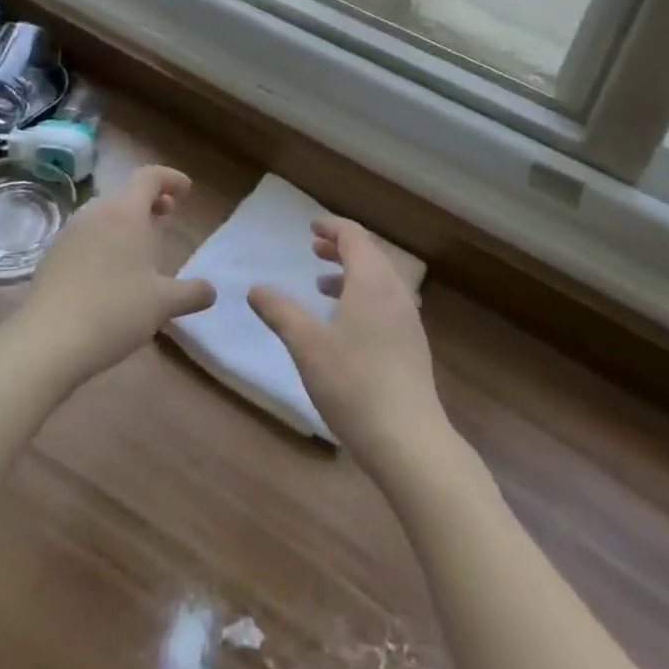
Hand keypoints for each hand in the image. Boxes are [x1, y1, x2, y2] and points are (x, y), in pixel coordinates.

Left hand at [13, 165, 214, 386]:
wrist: (47, 341)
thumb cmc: (114, 311)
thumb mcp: (163, 304)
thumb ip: (191, 293)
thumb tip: (211, 291)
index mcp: (125, 213)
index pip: (150, 177)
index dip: (171, 178)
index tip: (186, 191)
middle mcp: (96, 213)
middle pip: (127, 194)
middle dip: (150, 201)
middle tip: (168, 215)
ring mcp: (70, 234)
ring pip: (105, 214)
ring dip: (127, 221)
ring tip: (141, 247)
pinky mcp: (53, 256)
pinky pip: (87, 235)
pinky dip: (106, 240)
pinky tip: (111, 272)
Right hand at [248, 218, 447, 474]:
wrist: (408, 440)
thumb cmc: (354, 383)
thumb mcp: (307, 346)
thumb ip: (281, 312)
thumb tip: (255, 289)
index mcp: (372, 281)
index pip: (354, 237)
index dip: (332, 228)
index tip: (311, 228)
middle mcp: (395, 292)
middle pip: (370, 254)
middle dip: (341, 248)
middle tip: (314, 250)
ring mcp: (408, 319)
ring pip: (380, 280)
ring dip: (352, 273)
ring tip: (322, 285)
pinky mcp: (412, 345)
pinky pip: (387, 302)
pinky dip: (364, 296)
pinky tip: (347, 324)